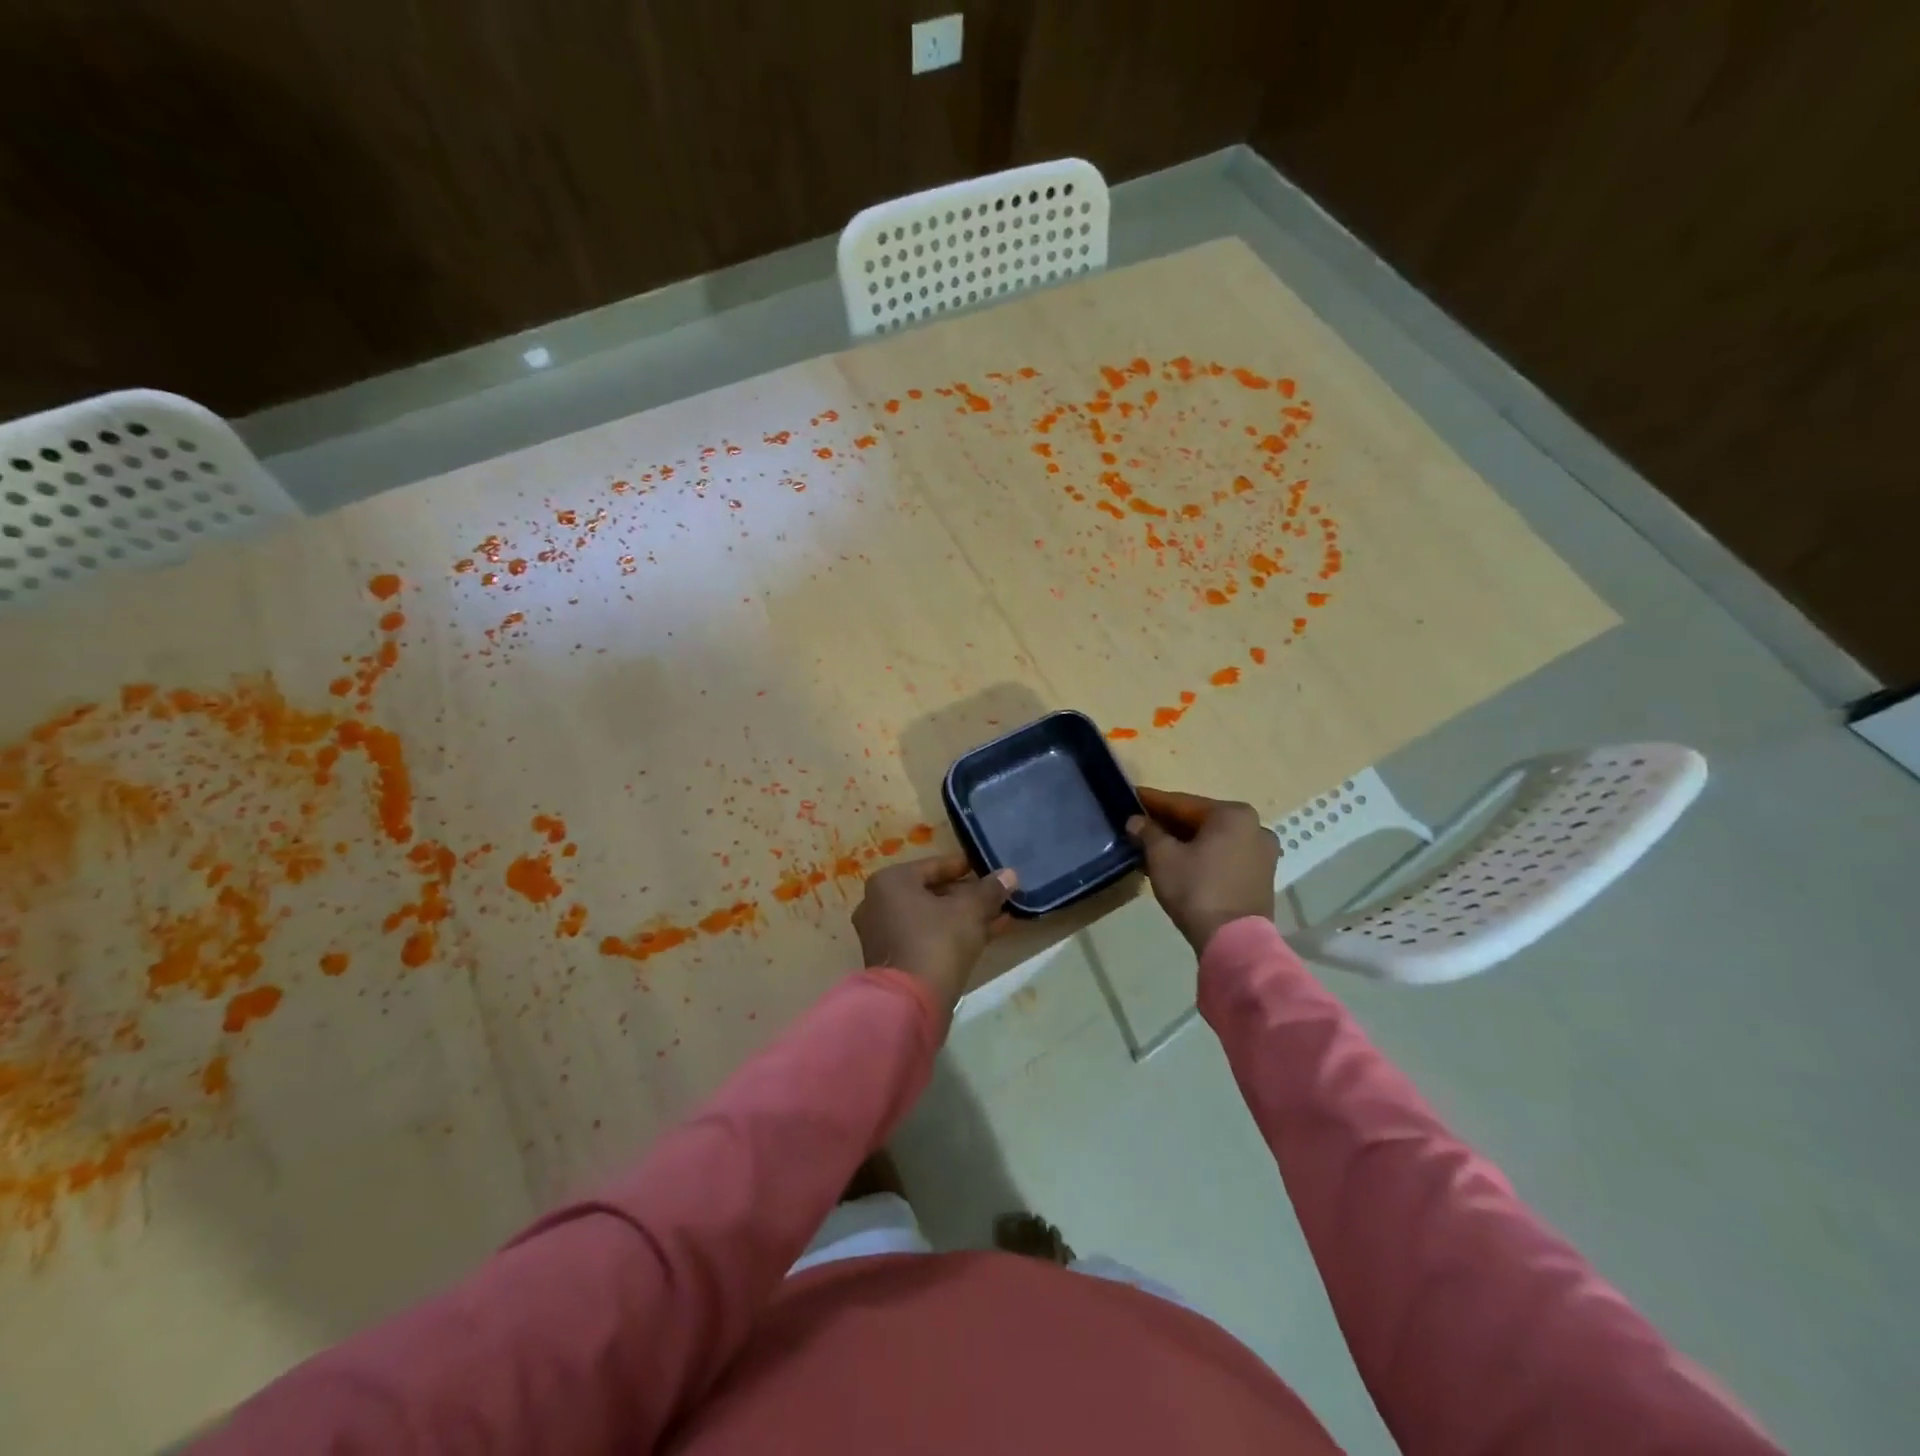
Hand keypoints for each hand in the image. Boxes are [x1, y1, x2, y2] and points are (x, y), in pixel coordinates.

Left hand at [853, 855, 1017, 1017]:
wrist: (910, 1004)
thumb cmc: (937, 942)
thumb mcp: (970, 910)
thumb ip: (990, 890)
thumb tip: (1010, 874)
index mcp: (891, 882)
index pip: (935, 865)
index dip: (966, 867)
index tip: (990, 869)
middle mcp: (879, 903)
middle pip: (932, 892)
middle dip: (968, 895)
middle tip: (997, 896)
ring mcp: (883, 934)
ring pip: (932, 917)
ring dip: (964, 916)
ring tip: (1000, 916)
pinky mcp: (892, 961)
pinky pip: (926, 938)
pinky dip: (952, 934)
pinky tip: (987, 935)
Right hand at [1127, 787, 1277, 954]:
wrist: (1233, 941)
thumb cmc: (1196, 889)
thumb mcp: (1163, 857)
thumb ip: (1148, 832)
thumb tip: (1136, 821)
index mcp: (1233, 814)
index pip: (1183, 803)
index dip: (1153, 801)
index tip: (1133, 796)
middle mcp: (1255, 827)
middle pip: (1201, 821)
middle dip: (1169, 824)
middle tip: (1141, 824)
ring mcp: (1263, 854)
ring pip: (1213, 840)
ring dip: (1185, 842)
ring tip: (1155, 847)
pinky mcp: (1262, 878)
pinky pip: (1224, 857)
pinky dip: (1202, 857)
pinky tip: (1179, 864)